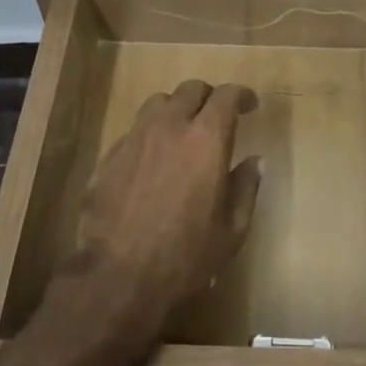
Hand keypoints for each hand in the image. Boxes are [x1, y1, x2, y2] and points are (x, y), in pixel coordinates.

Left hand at [71, 80, 261, 342]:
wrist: (118, 276)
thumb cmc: (186, 255)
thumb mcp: (232, 229)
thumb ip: (246, 187)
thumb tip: (255, 161)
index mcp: (206, 139)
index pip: (226, 95)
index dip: (241, 95)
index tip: (249, 105)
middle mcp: (170, 127)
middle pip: (191, 90)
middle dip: (209, 97)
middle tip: (217, 117)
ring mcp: (136, 138)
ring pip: (159, 103)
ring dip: (177, 109)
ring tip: (183, 131)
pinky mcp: (110, 155)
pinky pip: (136, 129)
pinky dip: (151, 133)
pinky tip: (154, 159)